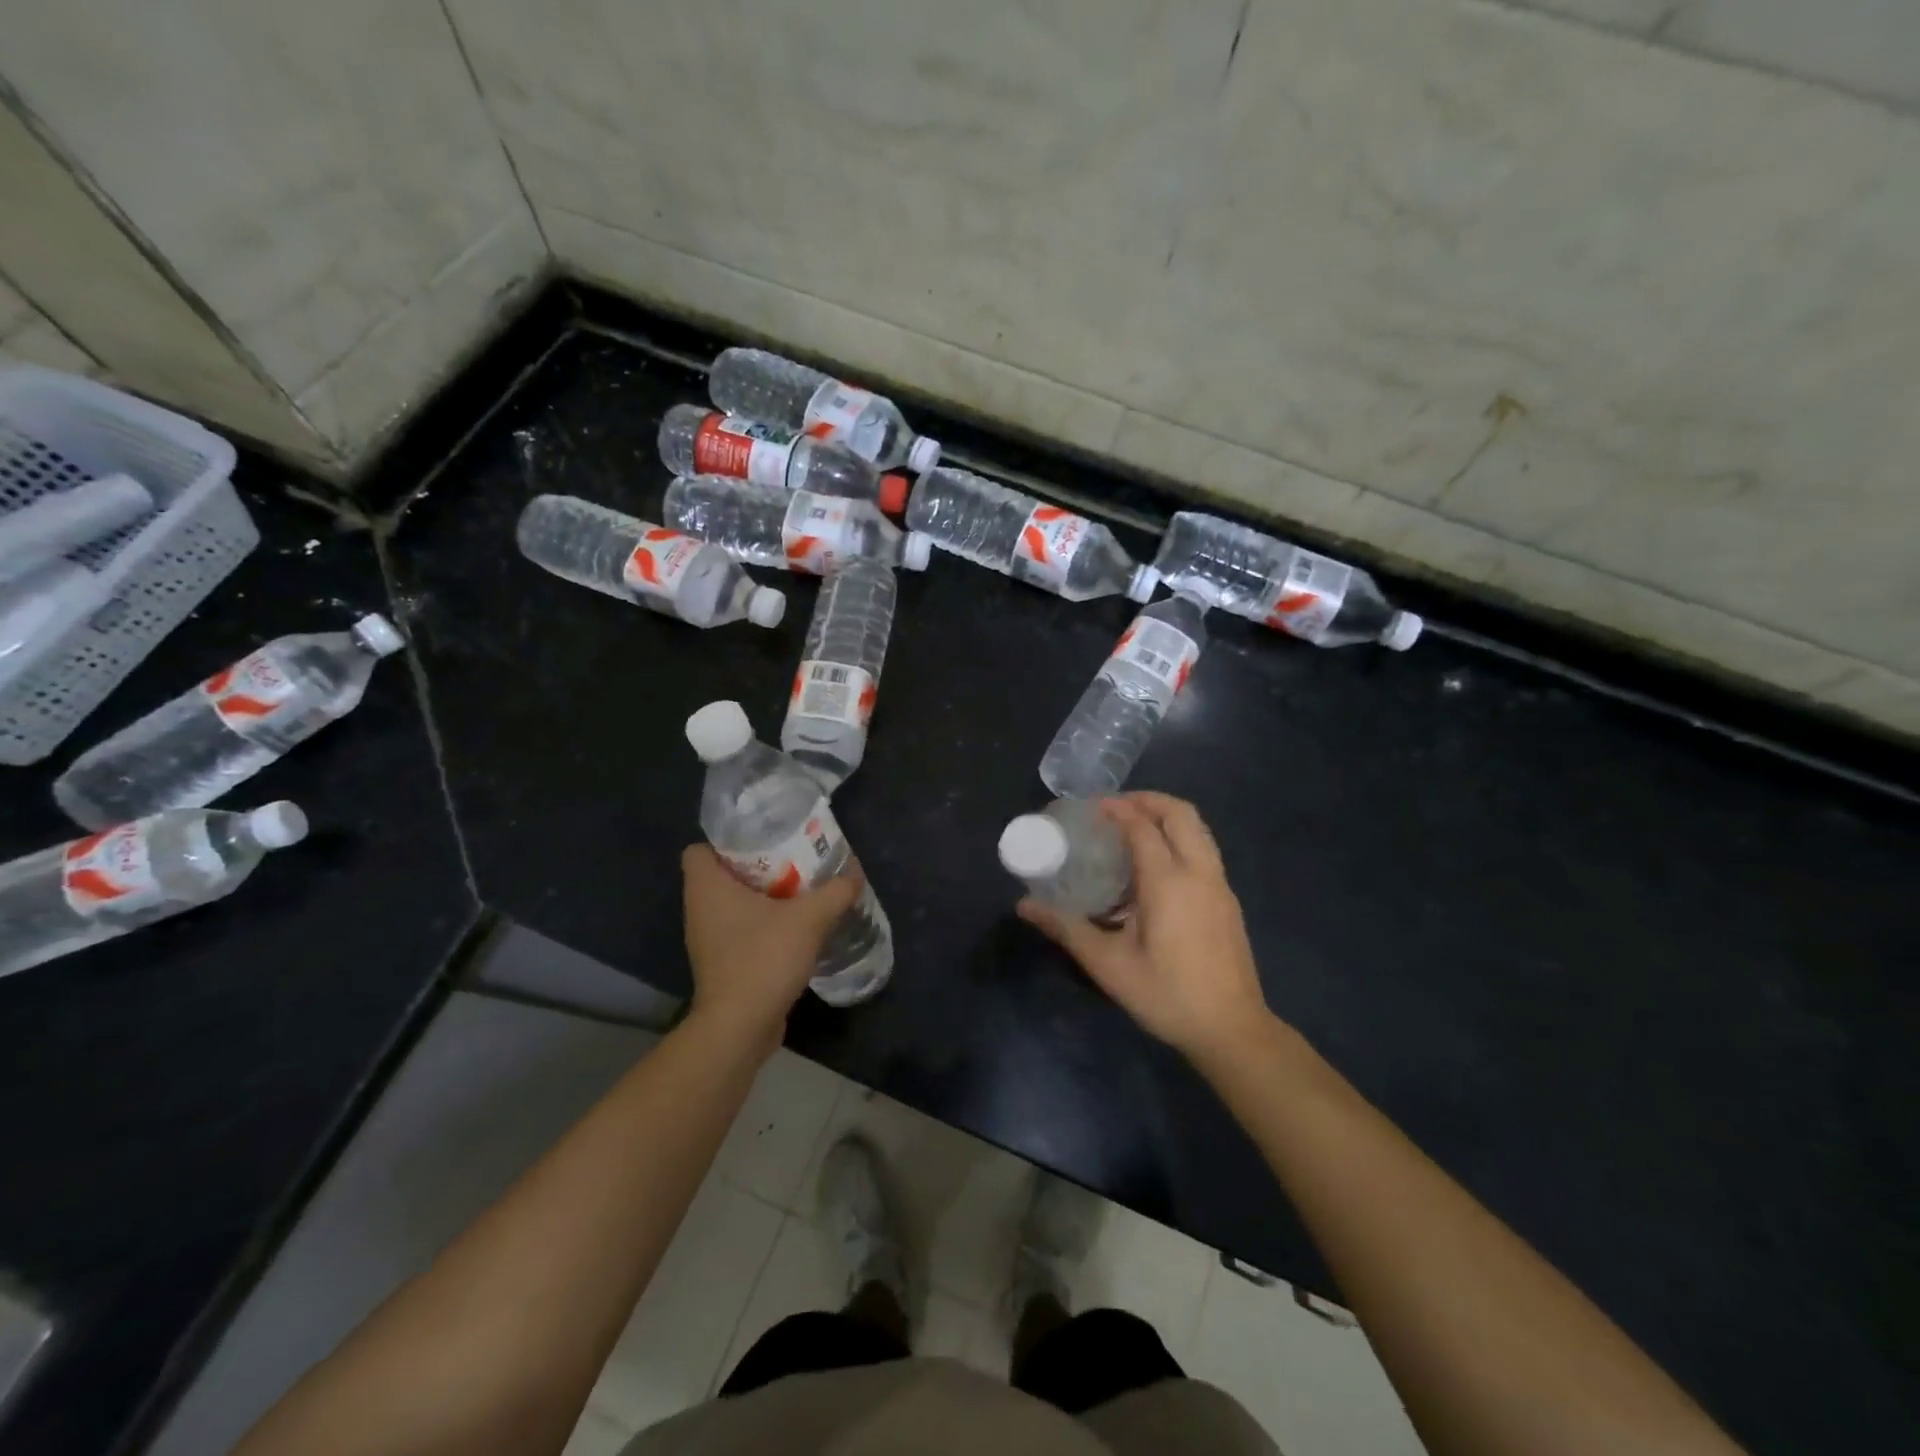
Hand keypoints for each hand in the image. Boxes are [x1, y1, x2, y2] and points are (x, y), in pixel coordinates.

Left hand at [682, 845, 862, 1049]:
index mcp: (706, 887)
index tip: (763, 840)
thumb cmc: (763, 959)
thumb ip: (835, 891)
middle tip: (794, 861)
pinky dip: (764, 925)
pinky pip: (742, 931)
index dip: (727, 841)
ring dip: (765, 897)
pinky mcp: (722, 964)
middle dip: (758, 866)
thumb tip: (855, 873)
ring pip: (734, 904)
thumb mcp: (809, 918)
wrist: (740, 1028)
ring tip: (801, 891)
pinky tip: (796, 928)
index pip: (698, 849)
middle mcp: (700, 909)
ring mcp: (708, 939)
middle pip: (723, 874)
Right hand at [1018, 793, 1270, 1064]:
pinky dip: (1180, 838)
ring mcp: (1220, 885)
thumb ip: (1067, 928)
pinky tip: (1156, 867)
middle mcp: (1199, 873)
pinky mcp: (1228, 901)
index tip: (1090, 807)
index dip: (1116, 809)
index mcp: (1169, 882)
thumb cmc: (1167, 995)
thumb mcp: (1109, 965)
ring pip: (1198, 829)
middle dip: (1147, 800)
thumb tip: (1024, 906)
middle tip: (1114, 809)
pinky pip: (1204, 850)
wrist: (1232, 1030)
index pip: (1142, 826)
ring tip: (1133, 829)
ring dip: (1166, 817)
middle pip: (1180, 813)